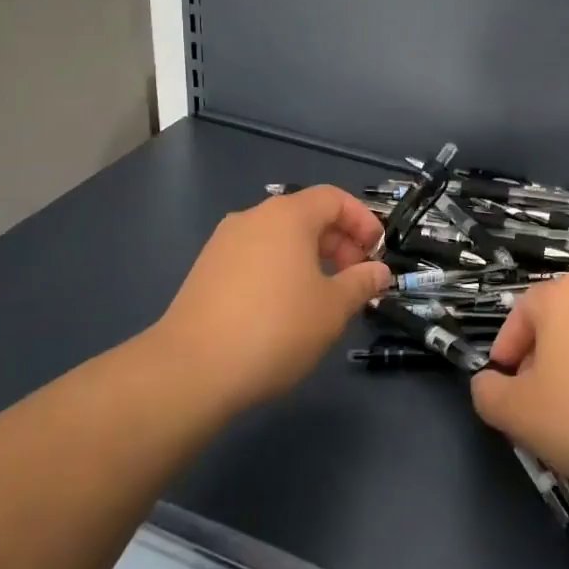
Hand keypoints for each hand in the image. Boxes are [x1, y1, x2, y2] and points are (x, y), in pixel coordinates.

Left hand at [153, 186, 390, 417]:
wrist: (190, 370)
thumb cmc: (275, 328)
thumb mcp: (332, 308)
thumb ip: (360, 283)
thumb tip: (378, 271)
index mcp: (288, 215)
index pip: (334, 198)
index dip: (361, 220)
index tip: (376, 251)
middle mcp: (253, 217)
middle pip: (305, 215)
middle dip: (337, 241)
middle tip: (354, 277)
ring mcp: (224, 243)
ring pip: (279, 238)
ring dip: (309, 257)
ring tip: (323, 296)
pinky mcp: (205, 270)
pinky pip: (255, 257)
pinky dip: (279, 269)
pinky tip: (284, 308)